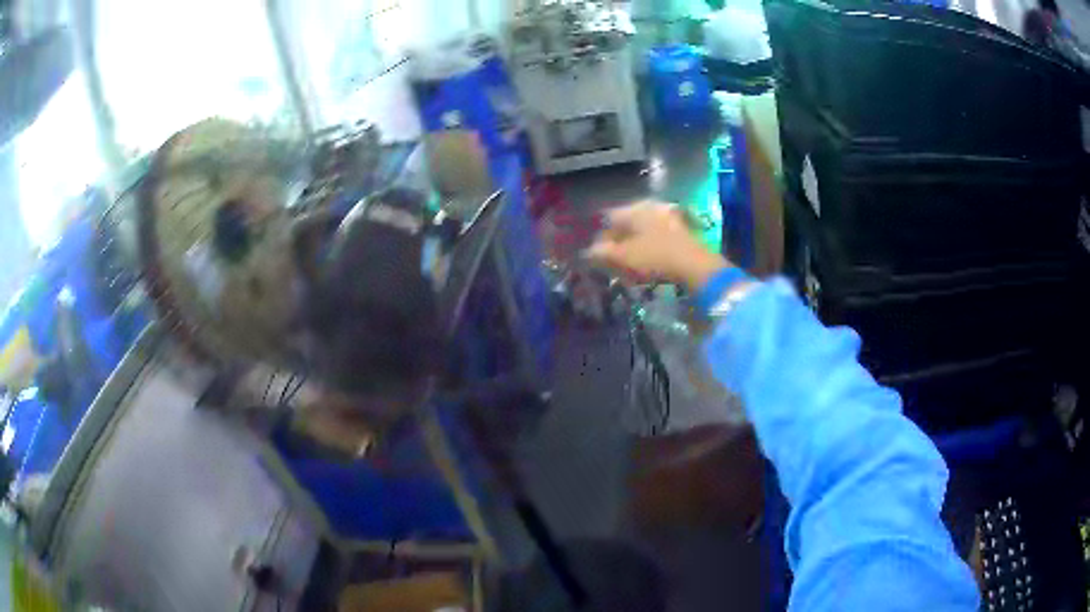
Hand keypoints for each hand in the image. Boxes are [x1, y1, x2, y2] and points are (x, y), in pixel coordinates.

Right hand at [587, 201, 732, 289]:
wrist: (696, 266)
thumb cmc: (655, 257)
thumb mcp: (624, 256)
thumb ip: (603, 252)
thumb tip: (588, 251)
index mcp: (635, 208)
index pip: (609, 218)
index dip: (600, 237)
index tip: (597, 256)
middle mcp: (651, 207)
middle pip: (627, 224)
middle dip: (618, 241)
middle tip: (612, 261)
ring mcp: (669, 217)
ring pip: (643, 231)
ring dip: (634, 246)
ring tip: (629, 265)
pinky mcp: (682, 231)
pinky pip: (657, 237)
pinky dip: (649, 248)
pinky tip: (648, 263)